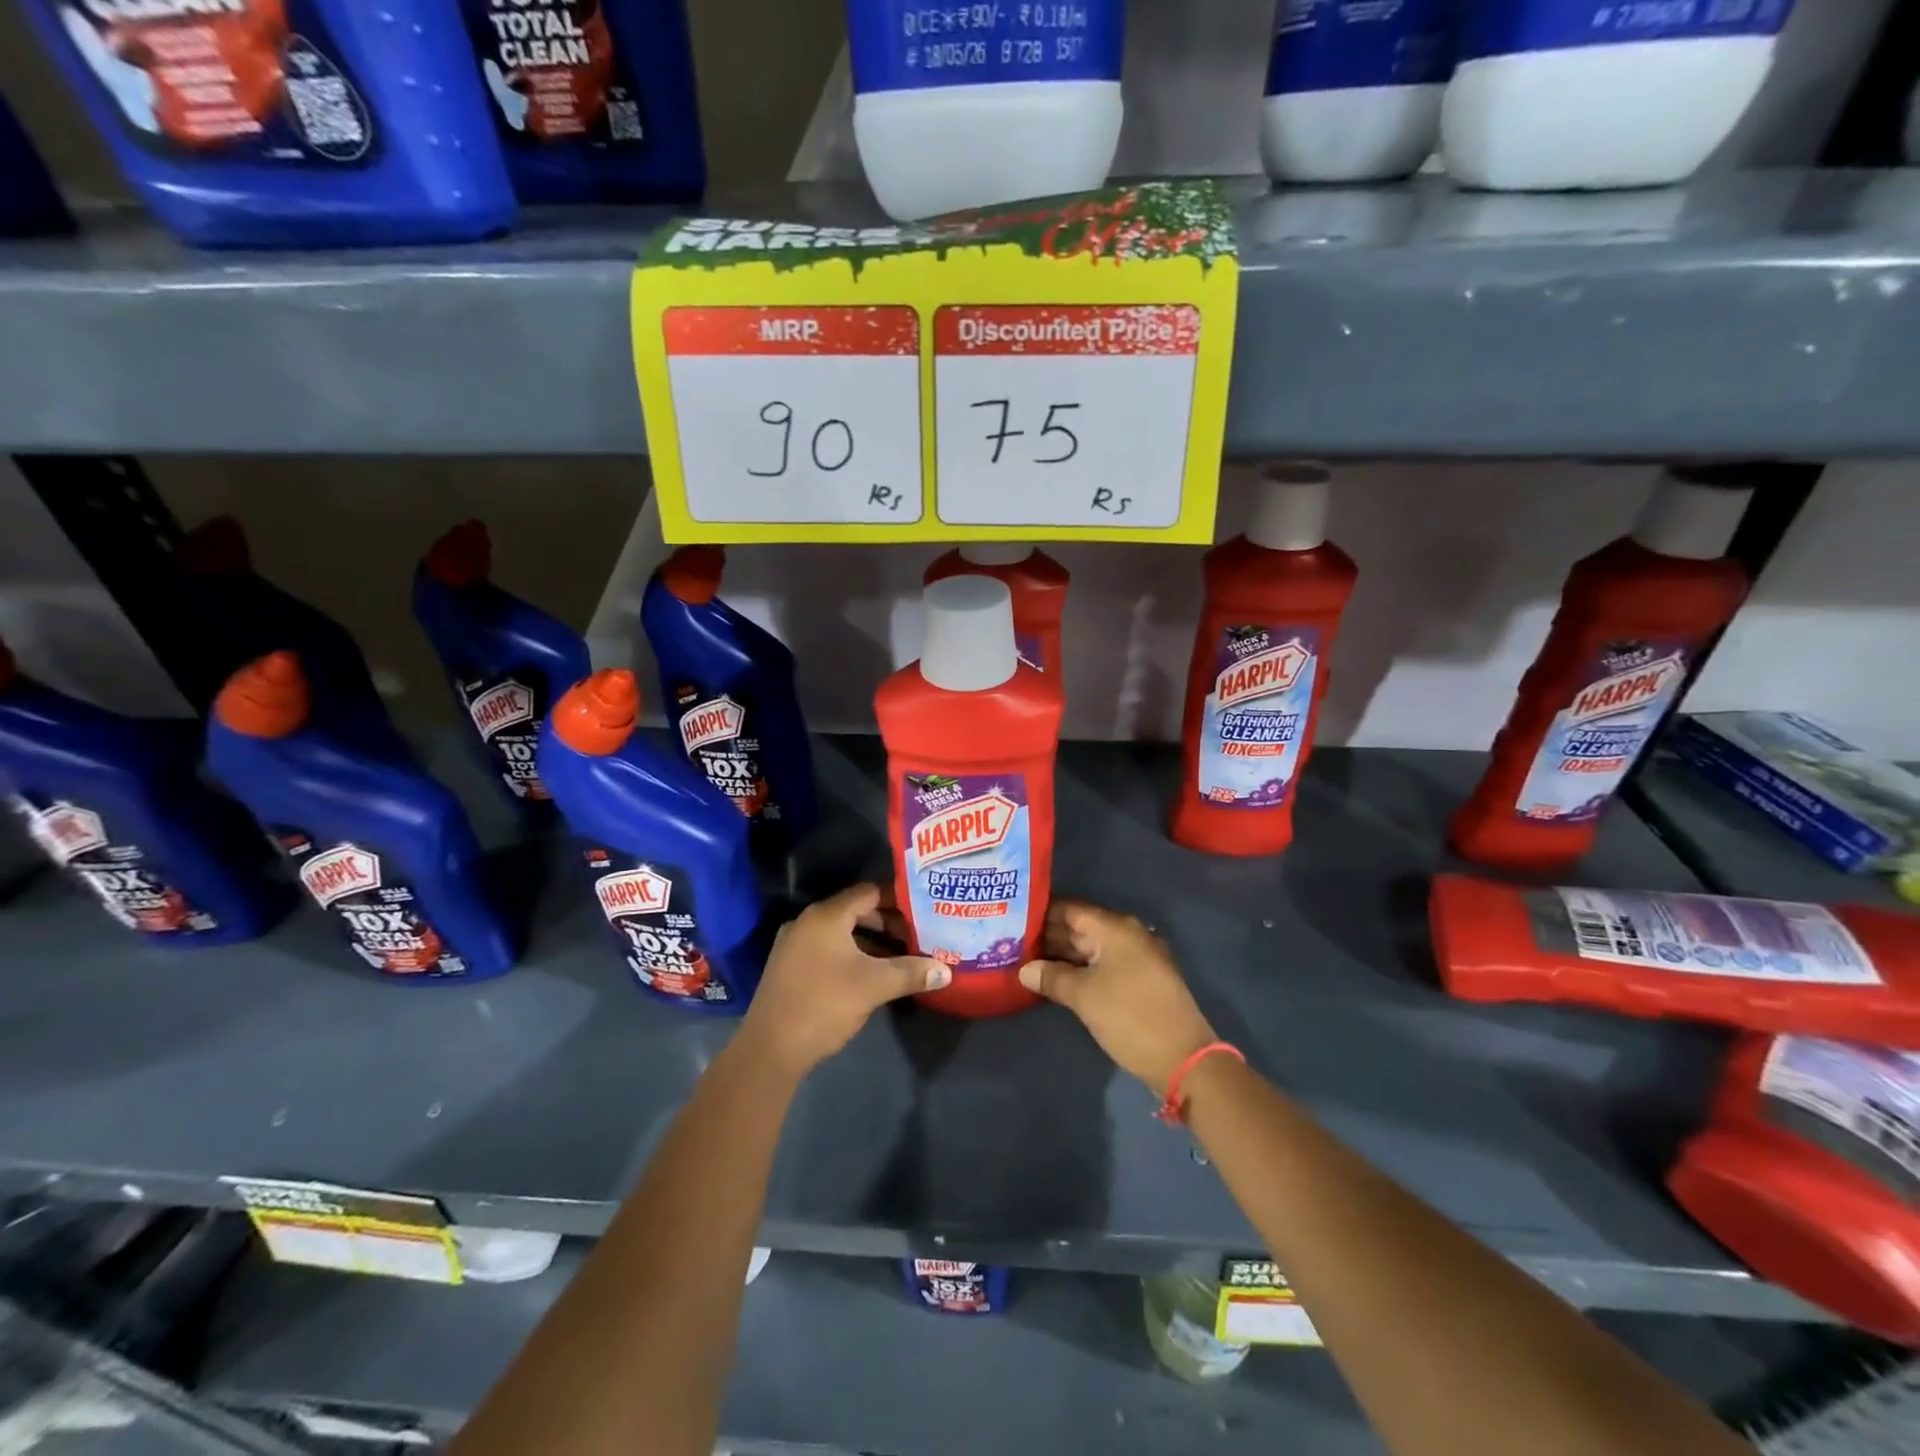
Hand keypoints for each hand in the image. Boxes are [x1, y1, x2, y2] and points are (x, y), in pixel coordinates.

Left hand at [740, 883, 947, 1078]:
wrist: (770, 1048)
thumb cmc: (825, 1005)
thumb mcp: (874, 986)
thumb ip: (911, 973)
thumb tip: (946, 971)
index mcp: (826, 916)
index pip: (869, 892)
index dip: (898, 899)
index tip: (923, 910)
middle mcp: (807, 922)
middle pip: (855, 911)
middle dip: (887, 923)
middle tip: (917, 936)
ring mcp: (794, 944)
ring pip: (841, 932)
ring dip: (870, 941)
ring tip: (900, 956)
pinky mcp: (789, 967)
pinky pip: (827, 948)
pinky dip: (851, 954)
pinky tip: (870, 974)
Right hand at [1018, 900, 1216, 1095]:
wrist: (1183, 1059)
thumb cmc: (1130, 1017)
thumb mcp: (1084, 996)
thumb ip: (1051, 977)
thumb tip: (1024, 969)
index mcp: (1115, 928)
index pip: (1069, 909)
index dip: (1040, 912)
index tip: (1011, 918)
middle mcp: (1127, 935)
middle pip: (1079, 927)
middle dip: (1047, 935)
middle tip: (1010, 942)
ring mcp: (1135, 958)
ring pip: (1090, 948)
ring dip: (1061, 955)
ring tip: (1025, 961)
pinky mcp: (1139, 981)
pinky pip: (1102, 965)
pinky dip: (1079, 969)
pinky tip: (1055, 980)